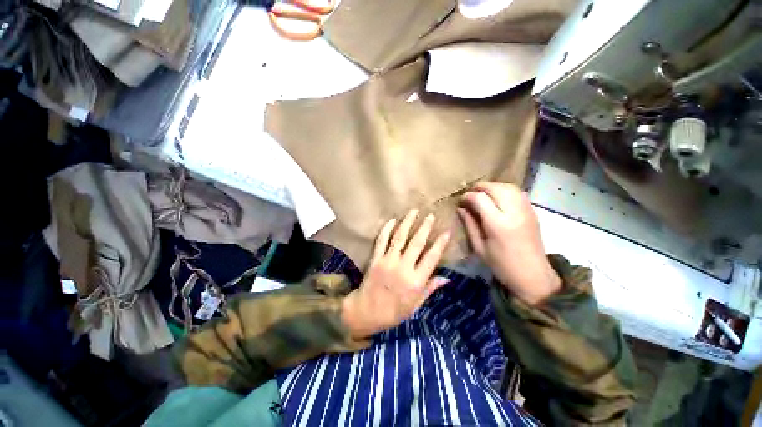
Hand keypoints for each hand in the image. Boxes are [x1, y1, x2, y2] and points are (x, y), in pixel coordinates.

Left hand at [342, 210, 450, 338]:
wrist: (367, 311)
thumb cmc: (394, 311)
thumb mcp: (416, 304)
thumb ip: (430, 288)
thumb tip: (447, 278)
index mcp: (416, 280)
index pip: (432, 257)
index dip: (440, 243)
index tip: (446, 231)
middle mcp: (404, 267)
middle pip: (417, 242)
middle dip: (425, 227)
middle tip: (431, 216)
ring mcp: (388, 261)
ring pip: (400, 237)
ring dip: (408, 222)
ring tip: (414, 211)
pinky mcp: (376, 258)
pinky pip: (382, 240)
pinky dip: (387, 229)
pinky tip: (392, 220)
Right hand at [458, 182, 560, 304]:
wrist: (533, 275)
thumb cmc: (501, 265)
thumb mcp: (479, 247)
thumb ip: (470, 225)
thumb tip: (461, 209)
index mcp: (497, 224)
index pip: (480, 199)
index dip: (468, 196)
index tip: (461, 201)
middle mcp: (513, 213)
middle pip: (495, 188)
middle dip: (479, 187)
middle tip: (470, 194)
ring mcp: (526, 210)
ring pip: (508, 187)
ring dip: (493, 186)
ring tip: (482, 194)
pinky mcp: (533, 211)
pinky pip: (518, 192)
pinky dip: (505, 190)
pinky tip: (498, 198)